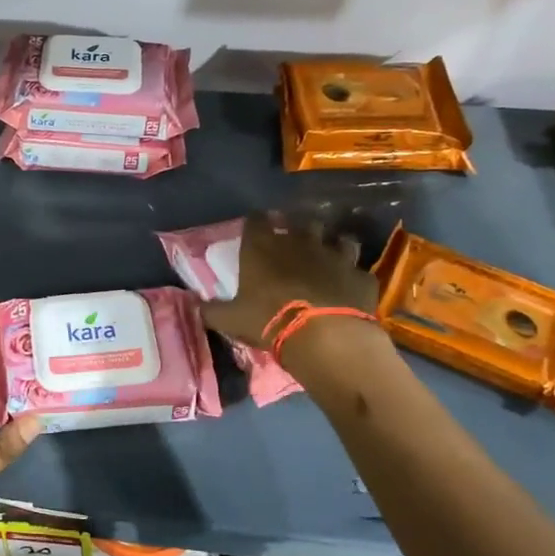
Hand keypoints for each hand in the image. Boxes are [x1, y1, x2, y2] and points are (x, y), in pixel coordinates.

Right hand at [201, 212, 380, 348]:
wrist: (324, 335)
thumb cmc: (268, 320)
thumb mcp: (229, 319)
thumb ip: (211, 310)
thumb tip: (194, 304)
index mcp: (263, 247)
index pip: (257, 220)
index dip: (257, 223)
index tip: (256, 229)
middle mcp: (300, 241)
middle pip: (301, 222)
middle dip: (298, 229)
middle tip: (294, 243)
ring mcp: (335, 255)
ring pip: (338, 239)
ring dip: (333, 246)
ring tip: (328, 259)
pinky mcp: (360, 275)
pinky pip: (358, 271)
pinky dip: (353, 277)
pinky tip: (349, 288)